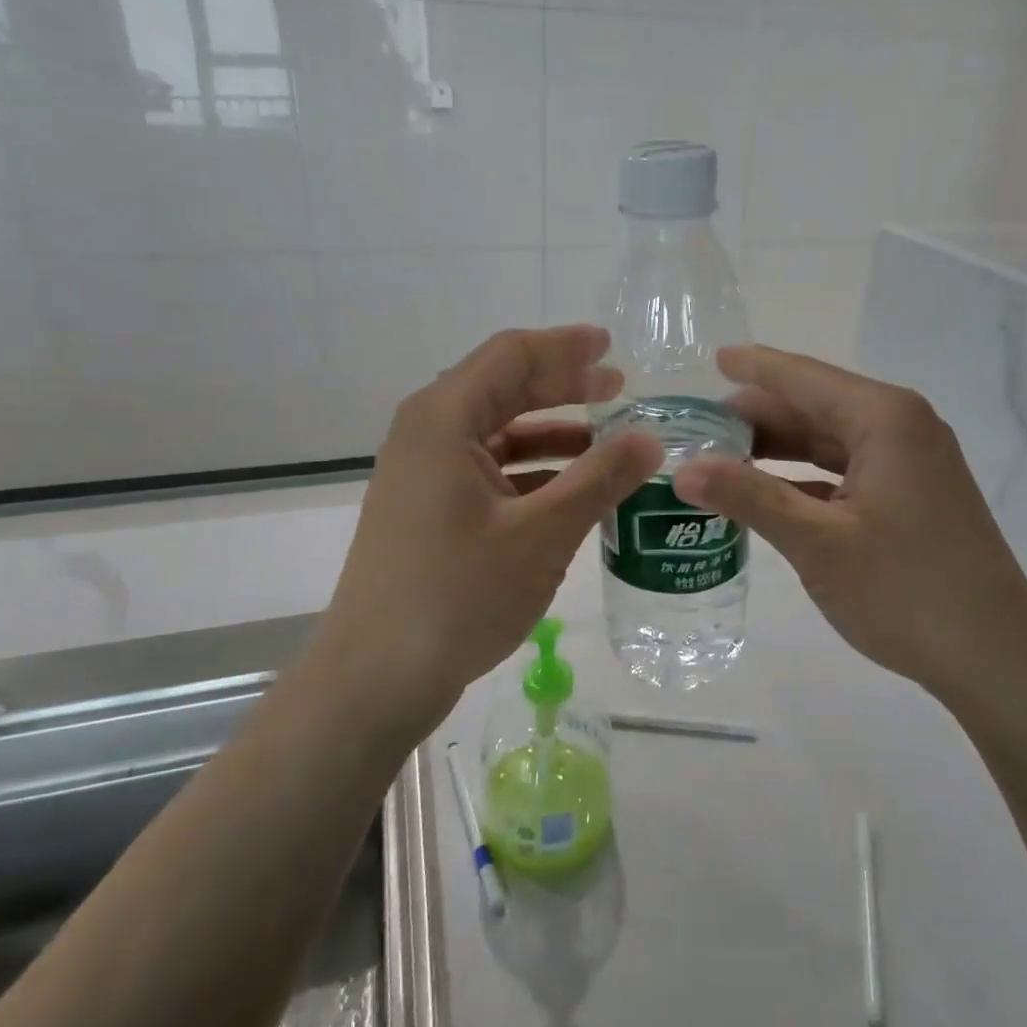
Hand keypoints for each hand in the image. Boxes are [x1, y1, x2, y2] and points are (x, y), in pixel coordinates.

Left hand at [323, 326, 661, 733]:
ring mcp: (424, 474)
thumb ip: (600, 479)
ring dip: (552, 431)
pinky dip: (532, 471)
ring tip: (607, 440)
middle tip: (619, 389)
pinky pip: (488, 470)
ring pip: (498, 432)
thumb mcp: (542, 534)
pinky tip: (572, 489)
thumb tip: (651, 439)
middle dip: (563, 386)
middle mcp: (427, 434)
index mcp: (444, 419)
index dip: (566, 347)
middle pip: (504, 388)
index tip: (614, 348)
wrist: (375, 679)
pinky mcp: (428, 510)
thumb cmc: (457, 595)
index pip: (512, 356)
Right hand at [671, 345, 1026, 701]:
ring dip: (777, 448)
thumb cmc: (905, 590)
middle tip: (696, 428)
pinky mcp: (911, 496)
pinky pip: (845, 470)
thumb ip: (748, 497)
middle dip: (756, 415)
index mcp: (883, 418)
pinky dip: (803, 477)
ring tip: (719, 456)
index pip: (802, 377)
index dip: (753, 367)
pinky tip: (765, 493)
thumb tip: (681, 468)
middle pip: (814, 405)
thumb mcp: (816, 542)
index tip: (709, 358)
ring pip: (828, 440)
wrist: (996, 659)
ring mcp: (910, 463)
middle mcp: (900, 426)